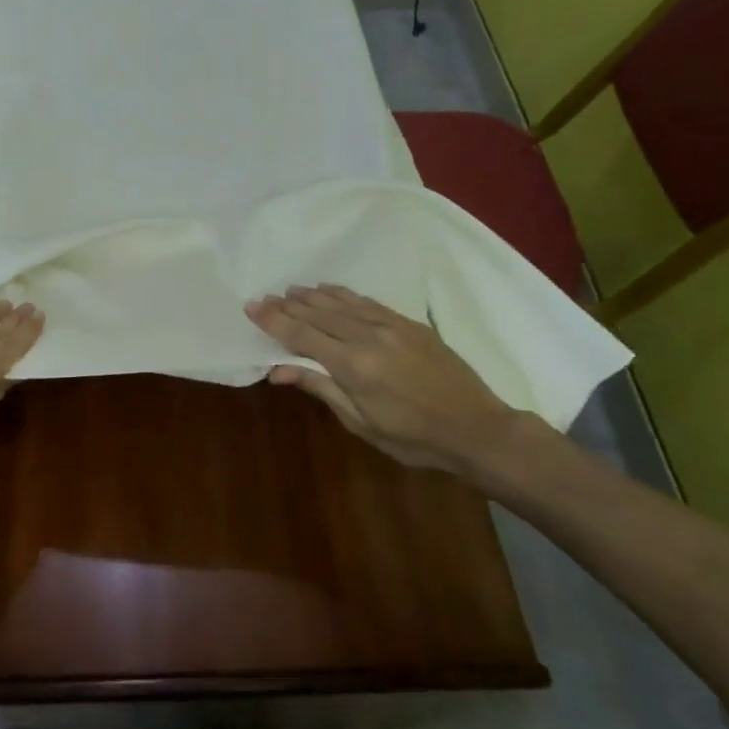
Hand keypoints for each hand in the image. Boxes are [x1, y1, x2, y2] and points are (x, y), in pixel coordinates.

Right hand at [245, 284, 531, 477]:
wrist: (477, 429)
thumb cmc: (414, 438)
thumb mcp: (361, 422)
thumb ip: (321, 389)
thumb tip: (278, 370)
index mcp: (353, 366)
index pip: (302, 336)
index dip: (274, 320)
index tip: (252, 307)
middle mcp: (368, 337)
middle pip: (318, 314)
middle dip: (288, 305)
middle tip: (264, 297)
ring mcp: (391, 326)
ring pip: (342, 303)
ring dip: (313, 295)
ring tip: (291, 290)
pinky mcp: (409, 323)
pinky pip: (368, 302)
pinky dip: (343, 294)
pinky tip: (330, 290)